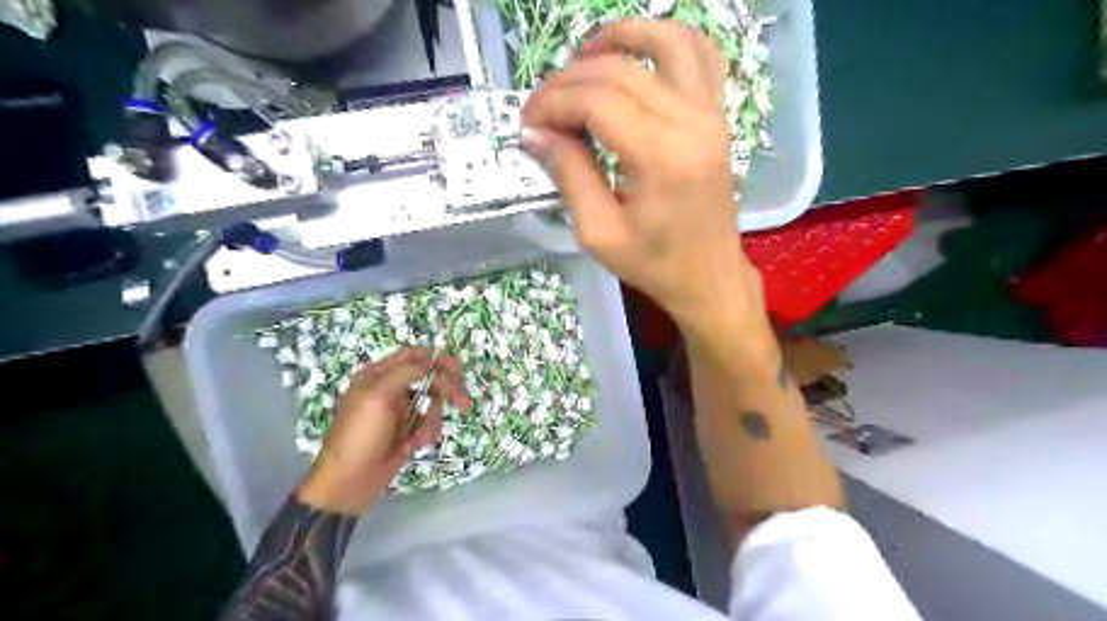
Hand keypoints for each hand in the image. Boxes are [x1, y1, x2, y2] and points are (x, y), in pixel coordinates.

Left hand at [294, 349, 469, 513]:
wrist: (349, 483)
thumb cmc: (360, 435)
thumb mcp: (378, 397)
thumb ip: (406, 373)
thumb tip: (430, 360)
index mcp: (377, 376)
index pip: (411, 356)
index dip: (435, 358)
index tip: (456, 367)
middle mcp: (390, 389)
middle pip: (429, 378)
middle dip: (446, 391)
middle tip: (464, 402)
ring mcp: (400, 411)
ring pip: (432, 403)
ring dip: (431, 420)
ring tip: (418, 439)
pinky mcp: (408, 430)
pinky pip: (428, 423)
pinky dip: (425, 434)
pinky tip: (412, 447)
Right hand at [523, 20, 770, 338]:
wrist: (709, 277)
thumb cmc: (655, 264)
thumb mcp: (599, 233)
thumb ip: (569, 175)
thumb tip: (535, 133)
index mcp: (661, 157)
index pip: (596, 101)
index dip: (553, 103)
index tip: (527, 123)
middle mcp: (692, 122)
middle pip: (621, 70)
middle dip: (569, 80)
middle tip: (542, 108)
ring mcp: (712, 114)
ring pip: (666, 42)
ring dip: (620, 38)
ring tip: (584, 58)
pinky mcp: (718, 116)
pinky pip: (701, 55)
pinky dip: (668, 41)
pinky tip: (638, 56)